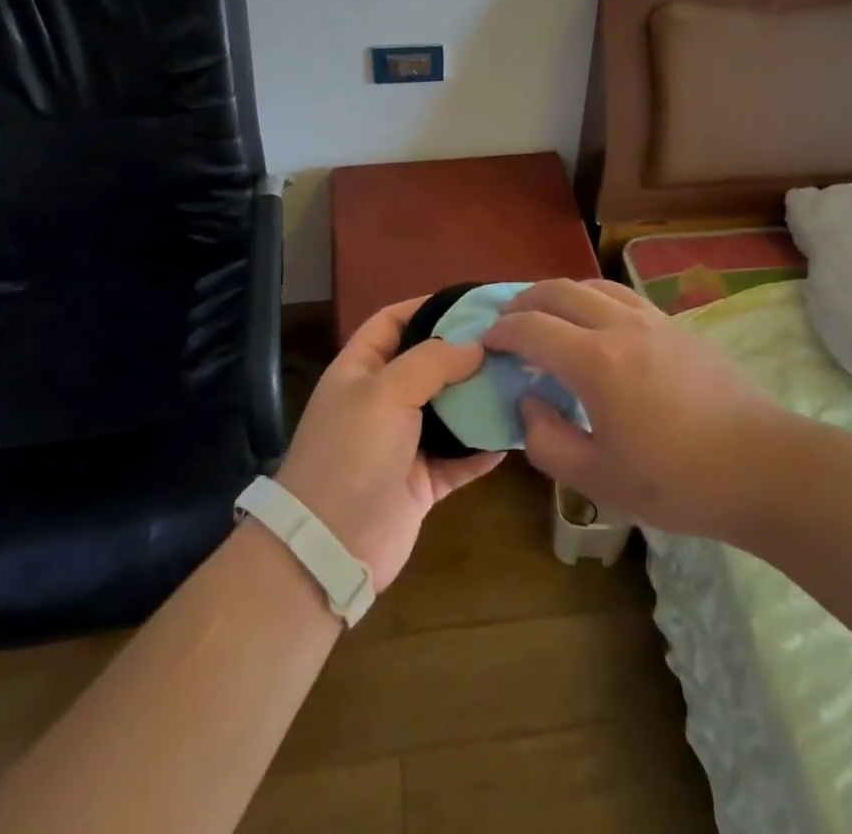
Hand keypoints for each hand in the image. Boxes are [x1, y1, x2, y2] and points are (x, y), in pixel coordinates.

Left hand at [276, 296, 503, 590]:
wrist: (331, 547)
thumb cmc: (352, 453)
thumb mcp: (386, 391)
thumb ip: (432, 361)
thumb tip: (475, 346)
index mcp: (360, 370)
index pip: (392, 322)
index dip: (427, 307)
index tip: (472, 303)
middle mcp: (381, 401)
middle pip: (428, 365)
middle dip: (465, 354)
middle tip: (510, 342)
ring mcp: (402, 443)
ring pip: (448, 411)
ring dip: (479, 400)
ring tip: (520, 381)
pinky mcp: (422, 482)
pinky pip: (460, 458)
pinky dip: (483, 448)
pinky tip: (513, 434)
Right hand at [483, 278, 783, 539]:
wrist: (763, 466)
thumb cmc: (677, 481)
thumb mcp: (599, 479)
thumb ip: (547, 441)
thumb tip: (530, 402)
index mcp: (595, 361)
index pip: (531, 328)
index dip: (501, 331)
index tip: (485, 343)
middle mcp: (620, 325)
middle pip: (558, 291)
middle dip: (524, 301)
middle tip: (506, 322)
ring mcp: (652, 319)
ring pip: (592, 285)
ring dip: (559, 294)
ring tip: (546, 316)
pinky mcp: (676, 325)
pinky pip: (621, 295)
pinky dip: (592, 299)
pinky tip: (596, 325)